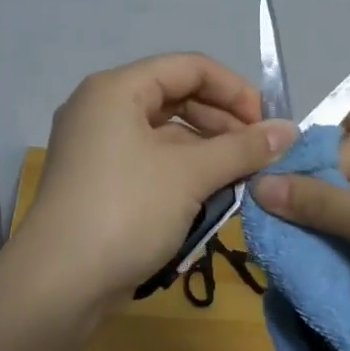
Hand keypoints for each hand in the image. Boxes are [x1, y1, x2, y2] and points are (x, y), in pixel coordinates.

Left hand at [21, 53, 298, 307]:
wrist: (59, 283)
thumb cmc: (126, 211)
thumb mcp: (190, 175)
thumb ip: (243, 148)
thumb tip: (290, 131)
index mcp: (116, 90)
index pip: (189, 67)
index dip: (235, 90)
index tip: (268, 125)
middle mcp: (101, 109)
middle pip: (176, 98)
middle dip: (223, 124)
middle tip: (259, 156)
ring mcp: (96, 148)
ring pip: (165, 136)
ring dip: (207, 154)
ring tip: (241, 181)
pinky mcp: (99, 182)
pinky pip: (150, 163)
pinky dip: (183, 175)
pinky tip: (211, 200)